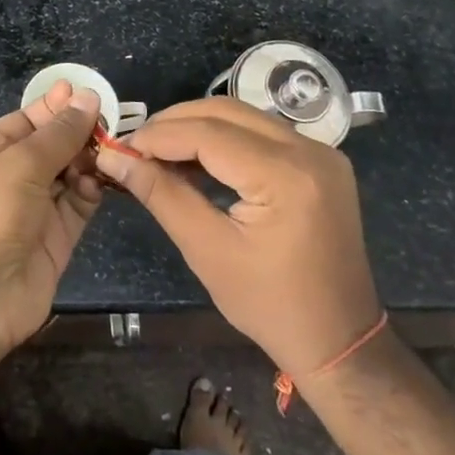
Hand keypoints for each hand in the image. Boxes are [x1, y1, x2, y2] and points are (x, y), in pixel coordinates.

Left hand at [0, 81, 103, 365]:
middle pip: (51, 146)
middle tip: (112, 122)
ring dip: (89, 161)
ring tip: (111, 148)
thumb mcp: (18, 165)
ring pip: (69, 174)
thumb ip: (58, 134)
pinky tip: (101, 180)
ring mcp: (33, 210)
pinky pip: (78, 206)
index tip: (91, 94)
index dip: (57, 107)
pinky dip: (91, 191)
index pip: (27, 121)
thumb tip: (87, 98)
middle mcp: (9, 178)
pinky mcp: (55, 240)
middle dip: (79, 133)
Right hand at [93, 97, 380, 376]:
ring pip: (243, 117)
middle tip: (135, 146)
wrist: (341, 341)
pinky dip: (225, 139)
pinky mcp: (321, 161)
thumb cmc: (270, 306)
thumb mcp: (207, 251)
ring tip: (158, 151)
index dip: (158, 135)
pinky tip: (196, 160)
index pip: (208, 133)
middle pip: (226, 112)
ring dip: (197, 127)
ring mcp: (321, 152)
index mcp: (286, 176)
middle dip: (175, 123)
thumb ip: (161, 195)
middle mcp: (309, 150)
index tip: (120, 147)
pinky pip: (262, 133)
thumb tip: (114, 158)